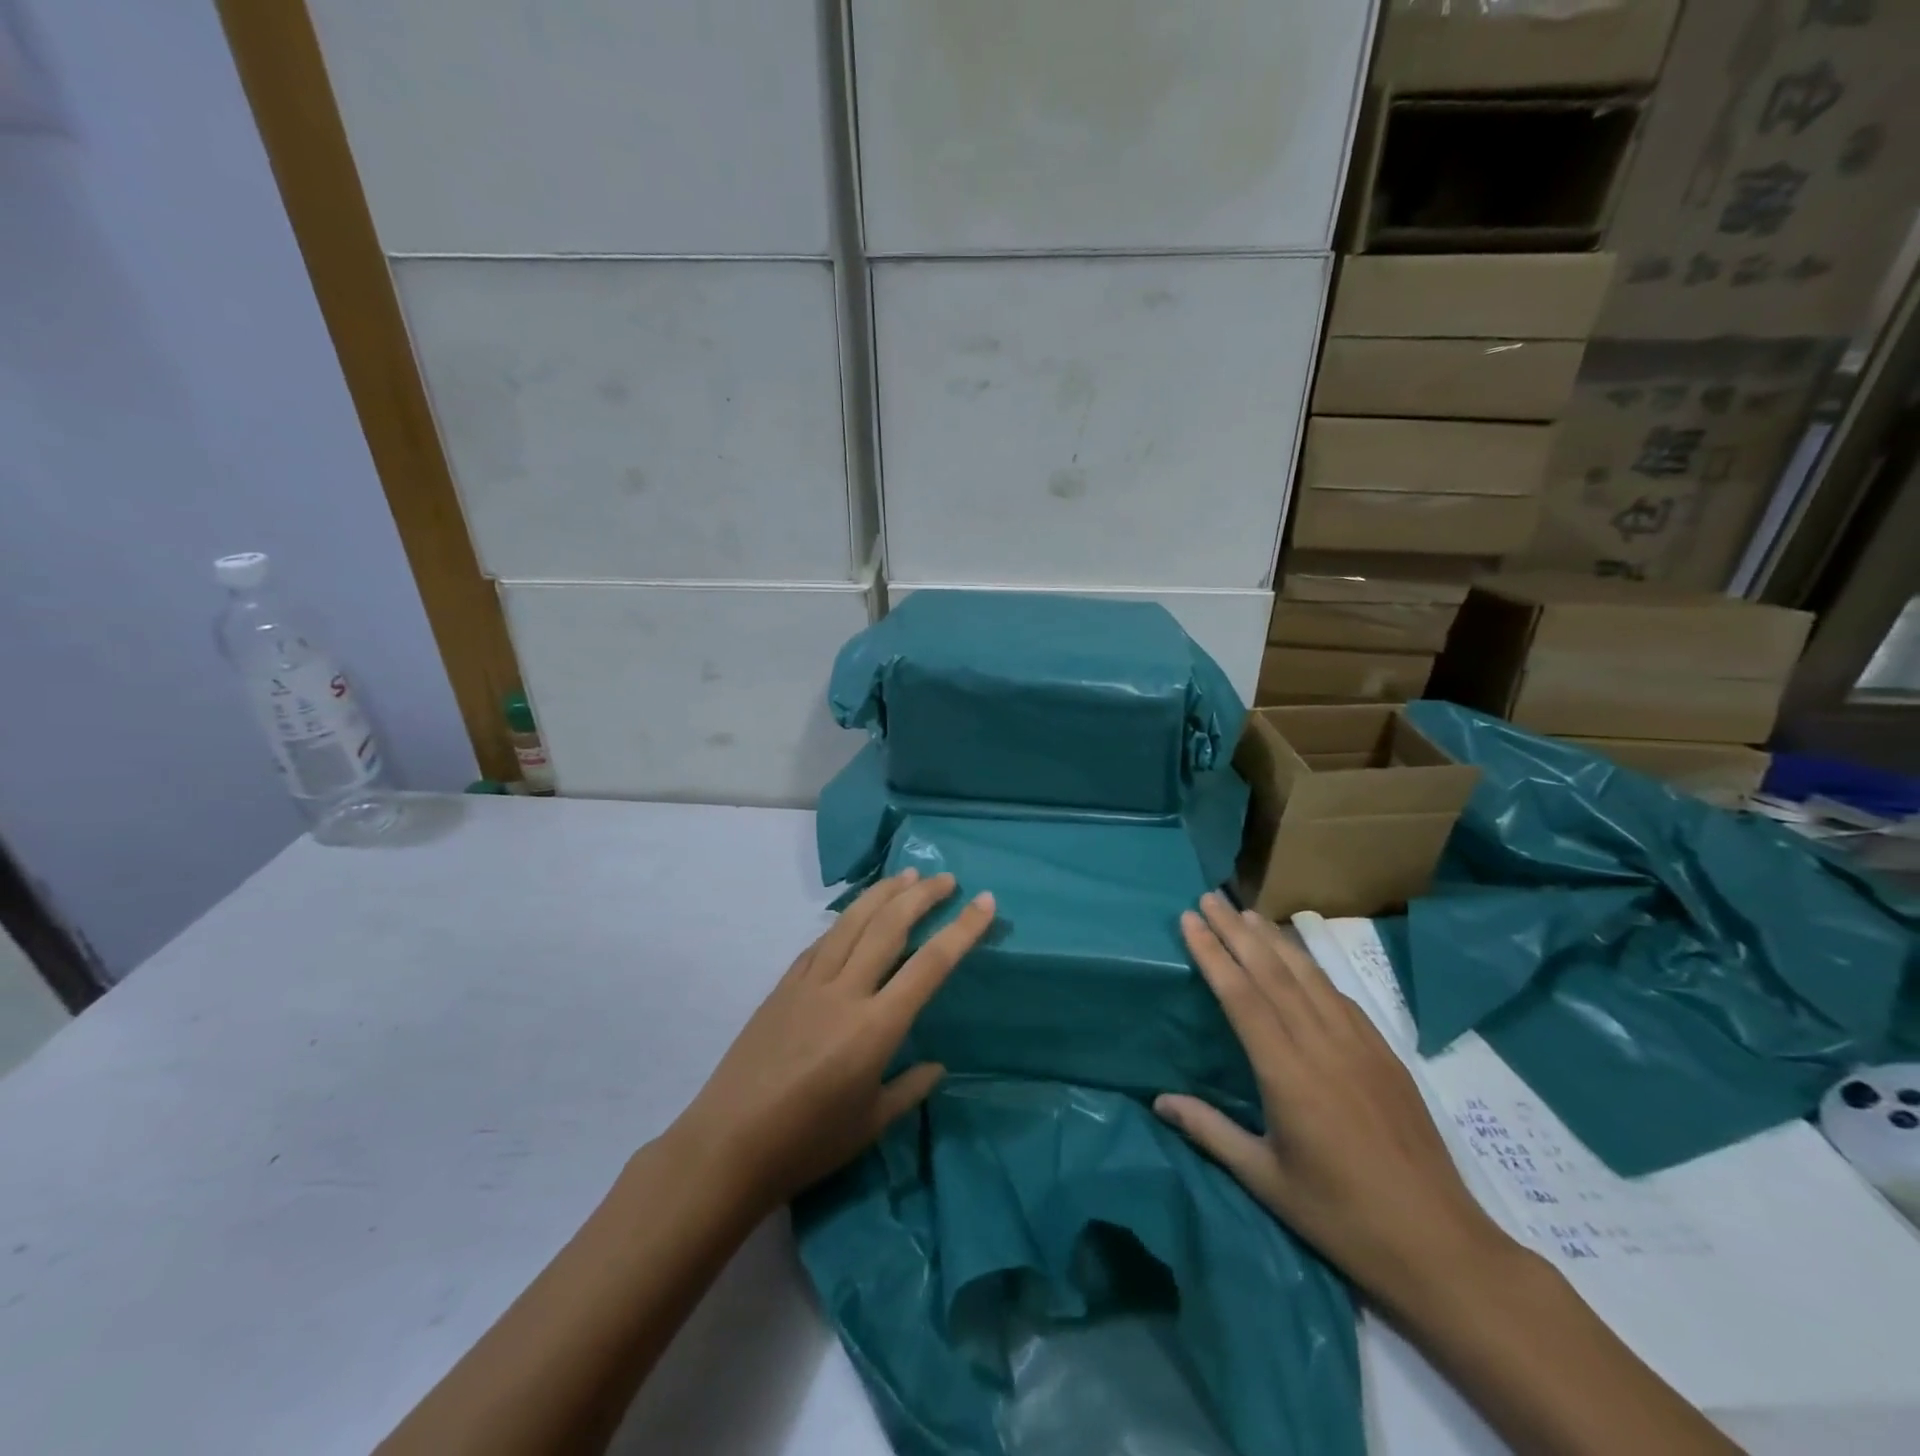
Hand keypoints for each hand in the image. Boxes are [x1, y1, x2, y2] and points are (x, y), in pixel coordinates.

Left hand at [671, 869, 994, 1212]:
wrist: (727, 1147)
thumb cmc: (807, 1144)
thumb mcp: (870, 1125)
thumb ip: (909, 1089)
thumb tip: (937, 1066)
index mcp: (875, 1028)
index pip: (930, 965)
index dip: (962, 929)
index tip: (986, 901)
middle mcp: (845, 992)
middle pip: (889, 926)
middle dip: (922, 896)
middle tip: (946, 878)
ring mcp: (809, 983)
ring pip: (852, 922)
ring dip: (883, 893)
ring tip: (907, 875)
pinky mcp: (783, 986)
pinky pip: (821, 941)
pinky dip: (845, 920)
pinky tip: (855, 915)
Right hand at [1156, 894, 1517, 1310]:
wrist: (1439, 1245)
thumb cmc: (1341, 1217)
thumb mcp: (1266, 1180)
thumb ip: (1210, 1132)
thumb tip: (1158, 1100)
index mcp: (1288, 1076)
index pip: (1241, 997)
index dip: (1213, 954)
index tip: (1189, 920)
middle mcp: (1323, 1047)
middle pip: (1273, 972)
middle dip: (1237, 931)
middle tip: (1208, 898)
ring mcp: (1359, 1045)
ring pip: (1309, 976)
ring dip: (1274, 939)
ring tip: (1247, 912)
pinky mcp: (1385, 1054)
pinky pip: (1340, 996)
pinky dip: (1312, 967)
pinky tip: (1298, 958)